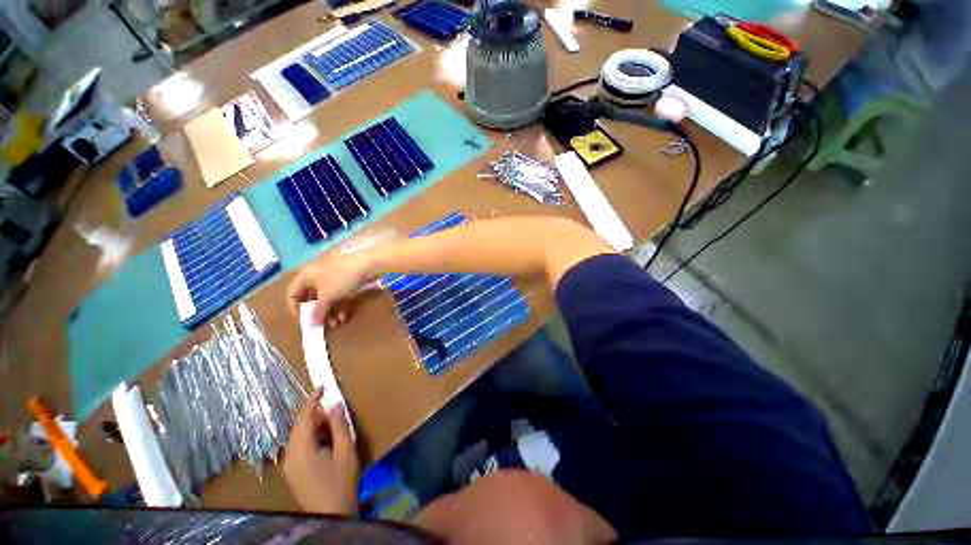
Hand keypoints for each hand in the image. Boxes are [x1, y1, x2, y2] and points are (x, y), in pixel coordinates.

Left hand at [282, 387, 359, 514]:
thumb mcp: (345, 451)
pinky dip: (311, 437)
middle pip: (299, 426)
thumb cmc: (340, 482)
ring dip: (314, 426)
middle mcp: (290, 455)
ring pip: (299, 436)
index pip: (304, 417)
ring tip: (333, 424)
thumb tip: (336, 405)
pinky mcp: (293, 472)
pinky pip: (299, 446)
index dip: (313, 400)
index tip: (322, 386)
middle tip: (335, 410)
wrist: (330, 517)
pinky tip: (325, 441)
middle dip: (316, 414)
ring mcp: (289, 465)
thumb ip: (339, 426)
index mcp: (301, 449)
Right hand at [286, 252, 372, 326]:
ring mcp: (331, 277)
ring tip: (337, 323)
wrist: (368, 264)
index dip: (296, 310)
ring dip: (330, 312)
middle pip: (310, 298)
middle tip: (324, 325)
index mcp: (305, 275)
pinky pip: (337, 295)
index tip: (306, 322)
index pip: (292, 294)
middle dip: (317, 313)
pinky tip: (344, 316)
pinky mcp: (344, 280)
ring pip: (325, 298)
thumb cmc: (342, 277)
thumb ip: (318, 311)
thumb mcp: (328, 296)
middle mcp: (315, 275)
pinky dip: (339, 305)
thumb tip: (310, 324)